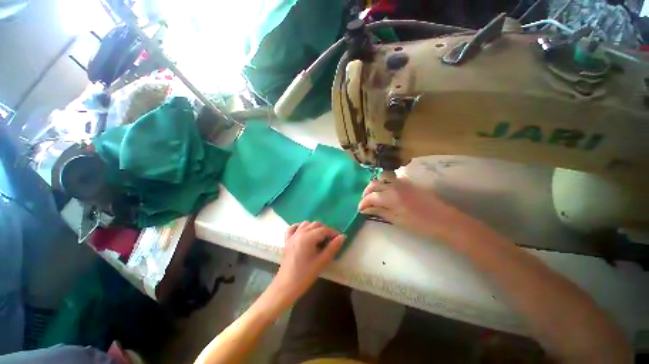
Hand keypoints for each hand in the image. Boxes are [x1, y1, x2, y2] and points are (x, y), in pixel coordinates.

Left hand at [269, 222, 344, 309]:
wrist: (286, 286)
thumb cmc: (305, 275)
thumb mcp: (322, 262)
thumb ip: (333, 247)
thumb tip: (342, 236)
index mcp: (308, 237)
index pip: (324, 230)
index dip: (333, 233)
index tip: (339, 238)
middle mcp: (300, 233)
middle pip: (315, 224)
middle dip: (325, 230)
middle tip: (330, 240)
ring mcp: (292, 236)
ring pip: (305, 224)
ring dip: (314, 227)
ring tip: (319, 238)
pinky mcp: (287, 240)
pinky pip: (293, 228)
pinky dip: (299, 227)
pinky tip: (303, 232)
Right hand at [358, 177, 466, 239]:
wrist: (445, 220)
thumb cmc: (420, 224)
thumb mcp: (397, 220)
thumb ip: (380, 212)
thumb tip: (365, 210)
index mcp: (391, 197)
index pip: (371, 197)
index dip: (363, 203)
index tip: (360, 209)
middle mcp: (394, 185)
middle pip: (374, 184)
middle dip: (366, 192)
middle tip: (365, 202)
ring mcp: (402, 182)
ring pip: (382, 178)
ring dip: (375, 185)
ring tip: (373, 195)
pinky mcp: (409, 183)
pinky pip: (392, 178)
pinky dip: (384, 183)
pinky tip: (385, 191)